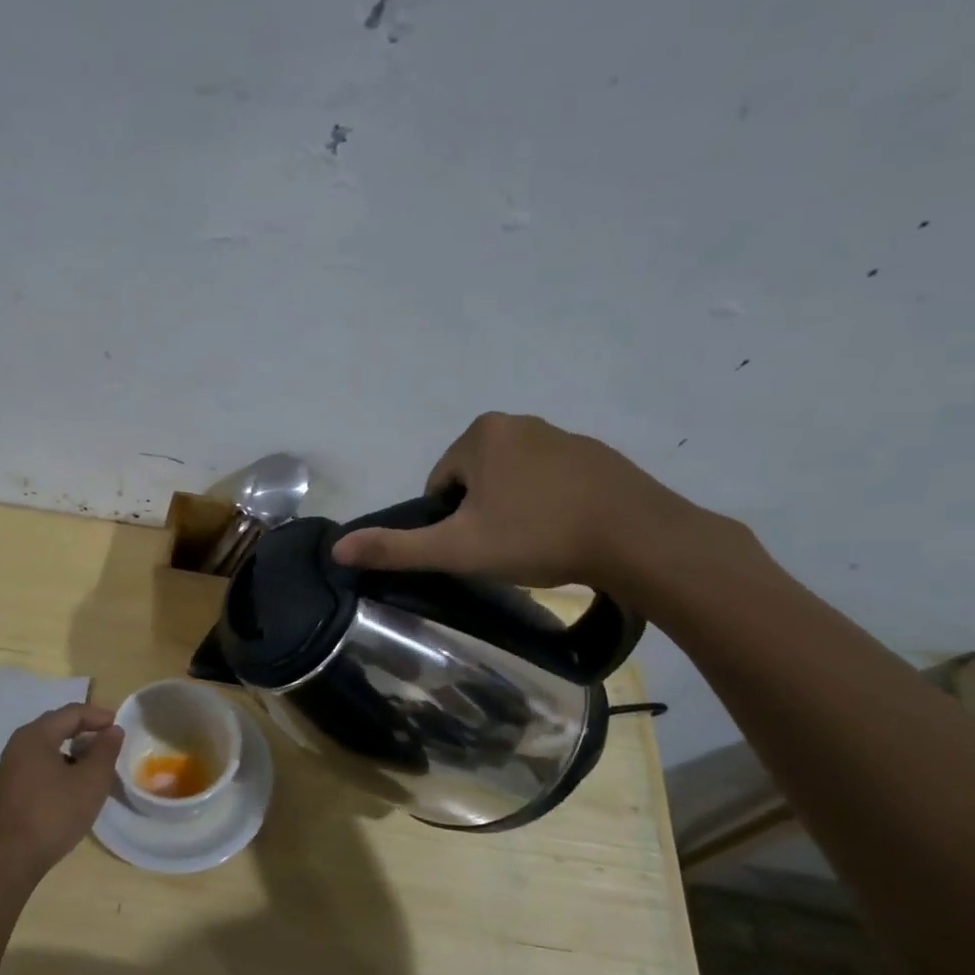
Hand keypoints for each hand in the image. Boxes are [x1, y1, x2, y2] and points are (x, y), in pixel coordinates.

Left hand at [0, 703, 123, 878]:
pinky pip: (41, 763)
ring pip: (49, 746)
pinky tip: (75, 783)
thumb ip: (105, 751)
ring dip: (74, 749)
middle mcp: (20, 744)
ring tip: (97, 763)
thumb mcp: (91, 781)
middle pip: (57, 725)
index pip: (72, 712)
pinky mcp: (11, 787)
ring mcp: (12, 767)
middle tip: (110, 740)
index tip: (120, 726)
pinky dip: (61, 764)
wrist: (9, 859)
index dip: (99, 715)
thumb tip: (113, 730)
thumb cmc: (53, 814)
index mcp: (36, 735)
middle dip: (86, 730)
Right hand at [330, 412, 701, 588]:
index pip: (440, 485)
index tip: (473, 548)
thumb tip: (337, 549)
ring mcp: (562, 435)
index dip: (448, 523)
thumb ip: (397, 548)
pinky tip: (564, 535)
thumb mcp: (458, 548)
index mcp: (480, 435)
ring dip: (513, 512)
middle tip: (503, 551)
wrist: (637, 539)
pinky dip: (547, 506)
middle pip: (475, 481)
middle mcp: (519, 422)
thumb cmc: (537, 536)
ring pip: (513, 482)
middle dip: (481, 515)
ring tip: (535, 547)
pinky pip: (550, 482)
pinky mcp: (596, 456)